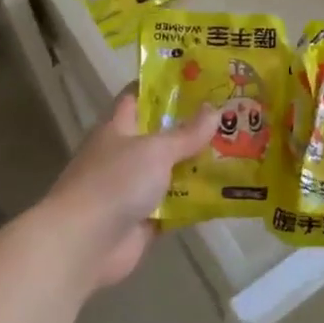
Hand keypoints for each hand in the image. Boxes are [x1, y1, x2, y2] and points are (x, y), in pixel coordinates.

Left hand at [42, 91, 217, 288]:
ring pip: (171, 171)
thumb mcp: (155, 150)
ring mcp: (133, 189)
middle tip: (232, 115)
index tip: (198, 78)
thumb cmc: (115, 182)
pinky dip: (196, 201)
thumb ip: (186, 133)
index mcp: (118, 127)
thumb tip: (215, 109)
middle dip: (193, 127)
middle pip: (161, 135)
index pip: (140, 96)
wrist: (84, 244)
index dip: (165, 86)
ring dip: (198, 165)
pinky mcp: (144, 220)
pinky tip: (227, 192)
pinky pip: (176, 205)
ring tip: (239, 151)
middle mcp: (124, 154)